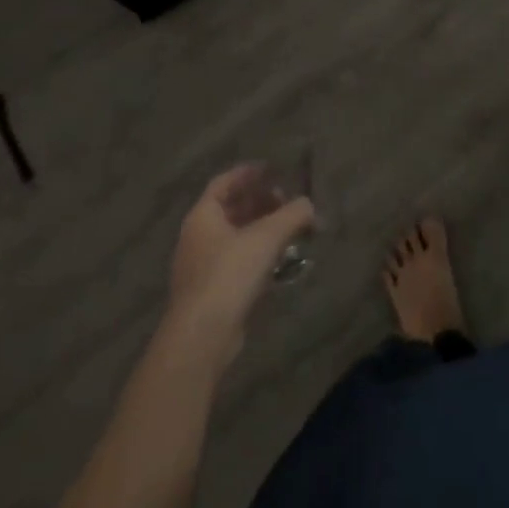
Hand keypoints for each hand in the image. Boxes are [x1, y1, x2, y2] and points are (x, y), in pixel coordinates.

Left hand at [166, 165, 314, 350]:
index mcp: (203, 216)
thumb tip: (310, 205)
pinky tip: (278, 262)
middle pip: (231, 209)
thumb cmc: (229, 274)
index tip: (272, 169)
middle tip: (286, 200)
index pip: (224, 182)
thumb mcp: (267, 237)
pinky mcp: (211, 294)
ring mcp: (202, 268)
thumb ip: (293, 215)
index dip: (248, 173)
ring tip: (289, 230)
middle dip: (259, 202)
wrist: (201, 338)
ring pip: (235, 238)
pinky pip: (236, 263)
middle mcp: (198, 237)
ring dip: (261, 230)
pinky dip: (256, 255)